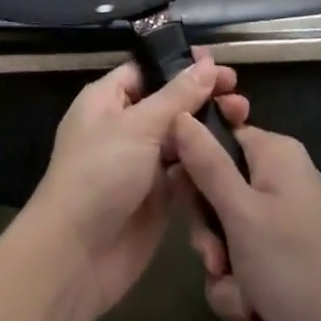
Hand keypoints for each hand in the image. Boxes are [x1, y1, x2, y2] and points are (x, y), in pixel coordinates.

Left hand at [16, 53, 248, 319]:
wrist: (76, 257)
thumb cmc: (100, 173)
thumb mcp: (139, 126)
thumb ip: (177, 95)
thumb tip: (206, 63)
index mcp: (108, 99)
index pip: (148, 70)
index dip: (181, 65)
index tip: (218, 64)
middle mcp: (125, 126)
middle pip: (170, 103)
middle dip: (203, 97)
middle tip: (238, 94)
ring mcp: (142, 163)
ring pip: (182, 137)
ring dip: (210, 128)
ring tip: (243, 118)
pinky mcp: (158, 197)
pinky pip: (187, 172)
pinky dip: (207, 163)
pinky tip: (236, 154)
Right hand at [171, 115, 320, 320]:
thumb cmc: (295, 266)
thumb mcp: (241, 213)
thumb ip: (207, 164)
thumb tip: (179, 114)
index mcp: (274, 155)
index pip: (219, 139)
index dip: (195, 168)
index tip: (182, 197)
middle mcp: (281, 182)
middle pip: (219, 196)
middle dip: (212, 241)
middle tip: (216, 262)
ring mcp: (286, 225)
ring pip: (230, 243)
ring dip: (227, 281)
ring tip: (244, 308)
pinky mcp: (289, 264)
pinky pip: (248, 273)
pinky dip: (245, 301)